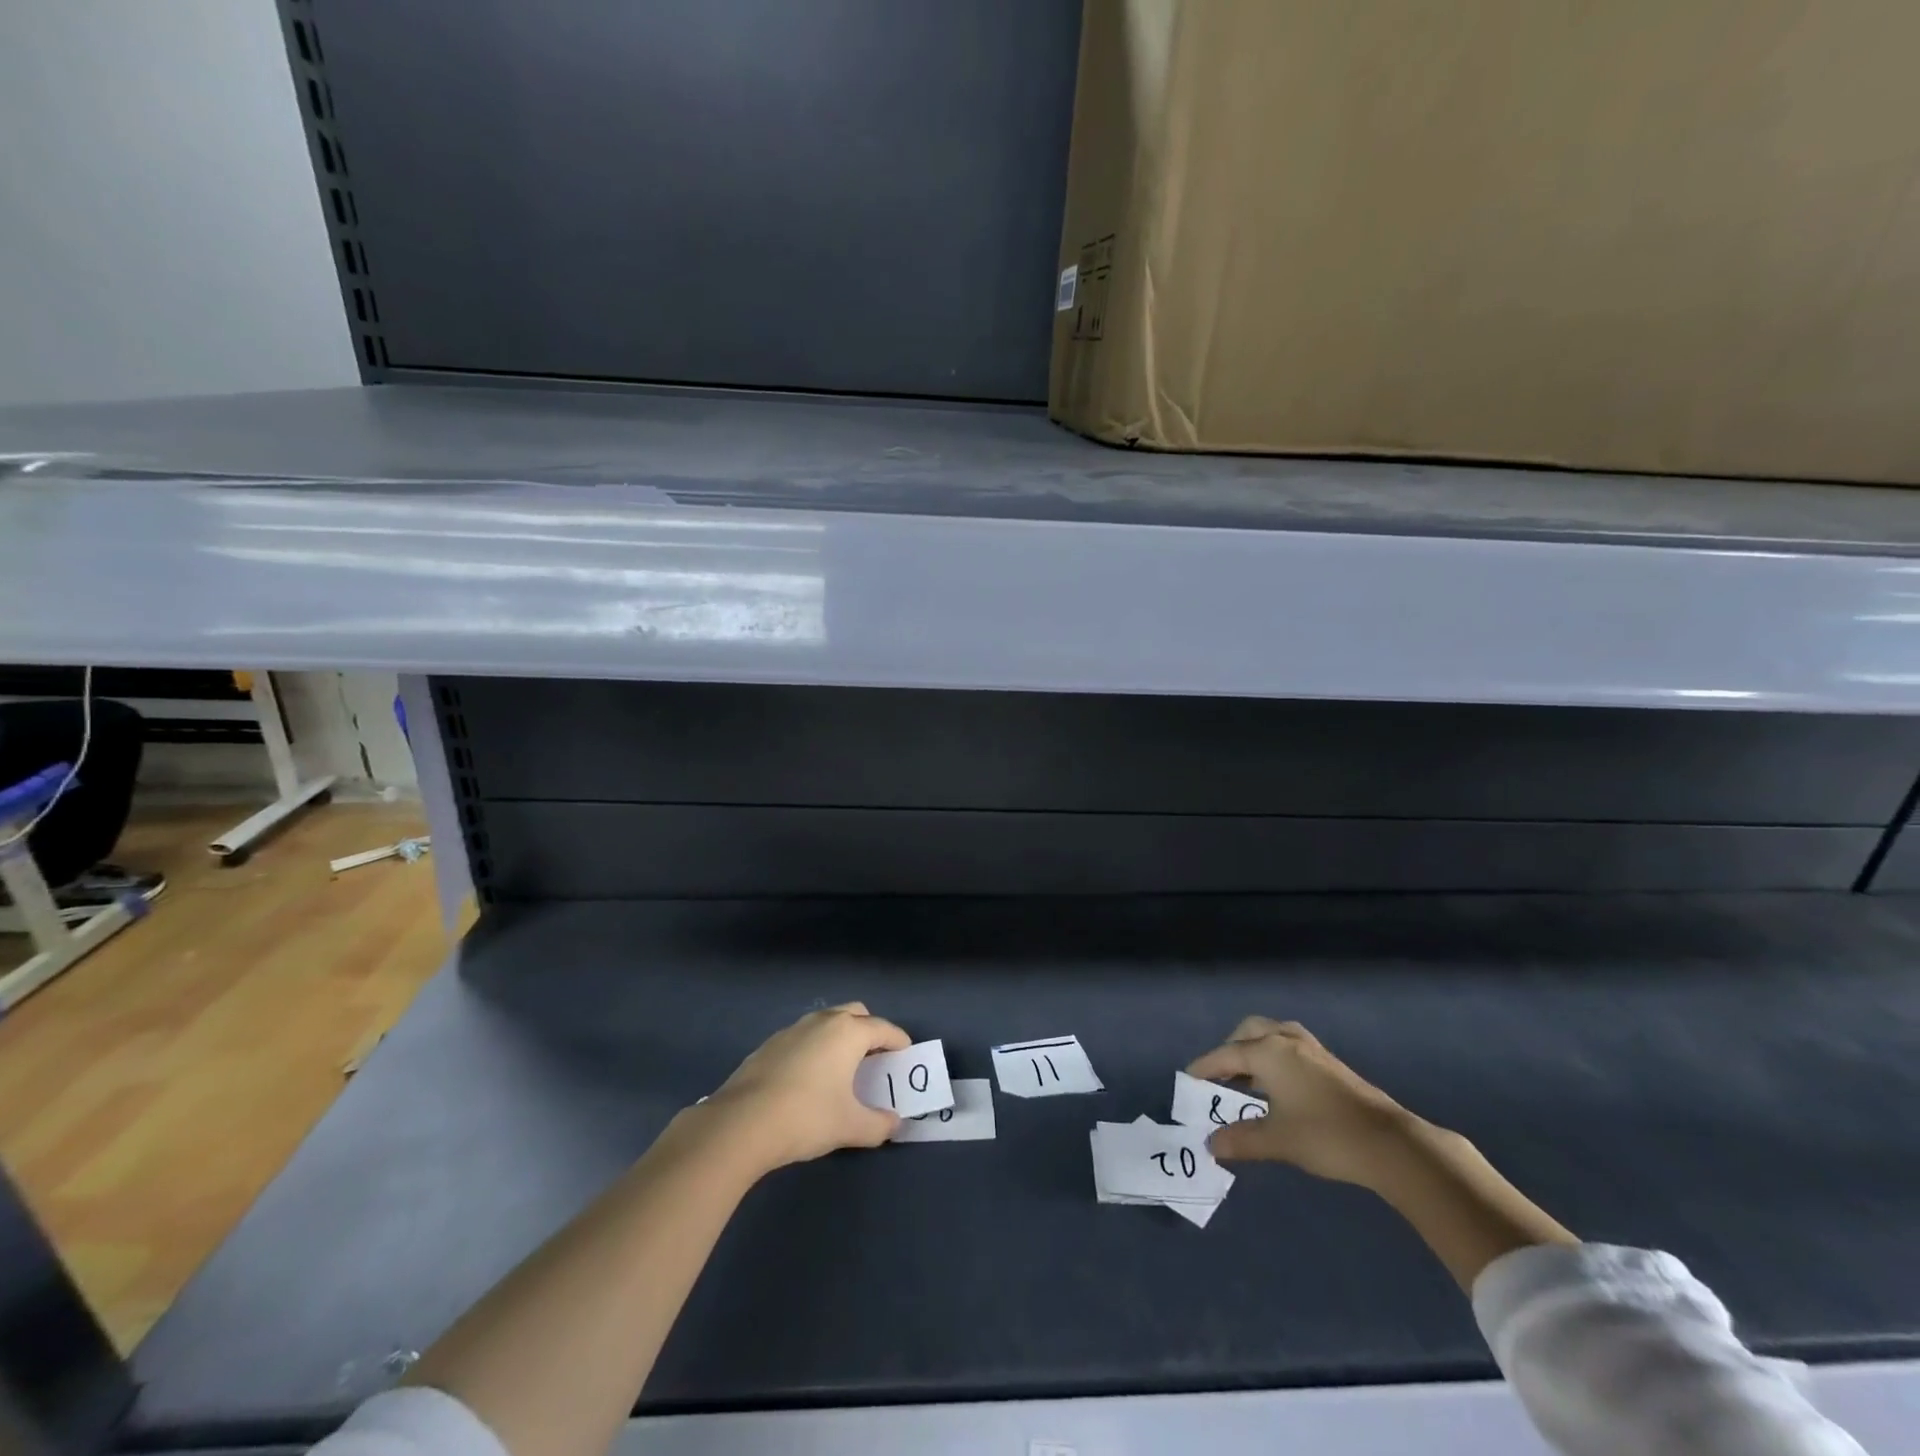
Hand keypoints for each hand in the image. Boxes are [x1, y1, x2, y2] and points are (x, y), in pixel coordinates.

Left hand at [705, 1003, 910, 1171]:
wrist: (741, 1124)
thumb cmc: (806, 1117)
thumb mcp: (850, 1127)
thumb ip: (878, 1124)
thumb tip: (894, 1124)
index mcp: (848, 1033)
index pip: (883, 1029)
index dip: (898, 1041)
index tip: (906, 1054)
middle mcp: (822, 1021)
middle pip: (855, 1014)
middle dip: (869, 1030)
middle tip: (875, 1058)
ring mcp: (792, 1030)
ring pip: (826, 1022)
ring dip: (839, 1037)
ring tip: (842, 1068)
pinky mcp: (769, 1045)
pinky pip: (803, 1037)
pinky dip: (815, 1048)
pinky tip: (808, 1079)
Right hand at [1188, 1017, 1411, 1186]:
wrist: (1390, 1144)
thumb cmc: (1325, 1135)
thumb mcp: (1277, 1140)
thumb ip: (1241, 1140)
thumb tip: (1212, 1144)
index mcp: (1269, 1052)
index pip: (1226, 1054)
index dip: (1206, 1067)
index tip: (1189, 1079)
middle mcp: (1287, 1041)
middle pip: (1250, 1032)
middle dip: (1231, 1049)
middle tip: (1221, 1076)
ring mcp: (1313, 1050)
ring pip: (1274, 1035)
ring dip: (1256, 1050)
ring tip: (1249, 1079)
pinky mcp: (1331, 1064)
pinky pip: (1291, 1047)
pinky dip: (1276, 1057)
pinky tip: (1280, 1087)